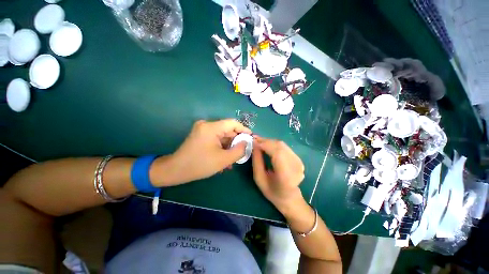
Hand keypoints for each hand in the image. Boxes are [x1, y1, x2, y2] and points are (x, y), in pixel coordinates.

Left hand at [152, 119, 251, 185]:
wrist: (176, 170)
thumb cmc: (200, 165)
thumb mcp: (223, 159)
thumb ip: (239, 150)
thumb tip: (247, 143)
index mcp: (211, 127)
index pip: (233, 123)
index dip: (244, 129)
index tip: (251, 138)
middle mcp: (207, 125)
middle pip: (228, 130)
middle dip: (236, 141)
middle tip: (243, 151)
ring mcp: (203, 130)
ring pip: (223, 136)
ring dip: (229, 146)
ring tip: (234, 159)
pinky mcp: (201, 135)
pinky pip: (216, 139)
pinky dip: (222, 147)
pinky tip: (225, 158)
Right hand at [252, 136, 304, 210]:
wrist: (289, 197)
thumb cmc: (272, 191)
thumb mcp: (259, 179)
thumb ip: (257, 161)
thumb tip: (254, 145)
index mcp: (286, 176)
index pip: (277, 153)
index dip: (265, 145)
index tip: (253, 141)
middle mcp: (295, 167)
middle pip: (280, 147)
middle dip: (265, 141)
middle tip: (254, 140)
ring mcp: (299, 162)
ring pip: (282, 145)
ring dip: (269, 141)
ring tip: (259, 142)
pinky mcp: (298, 159)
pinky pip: (284, 147)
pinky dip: (274, 144)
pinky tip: (267, 145)